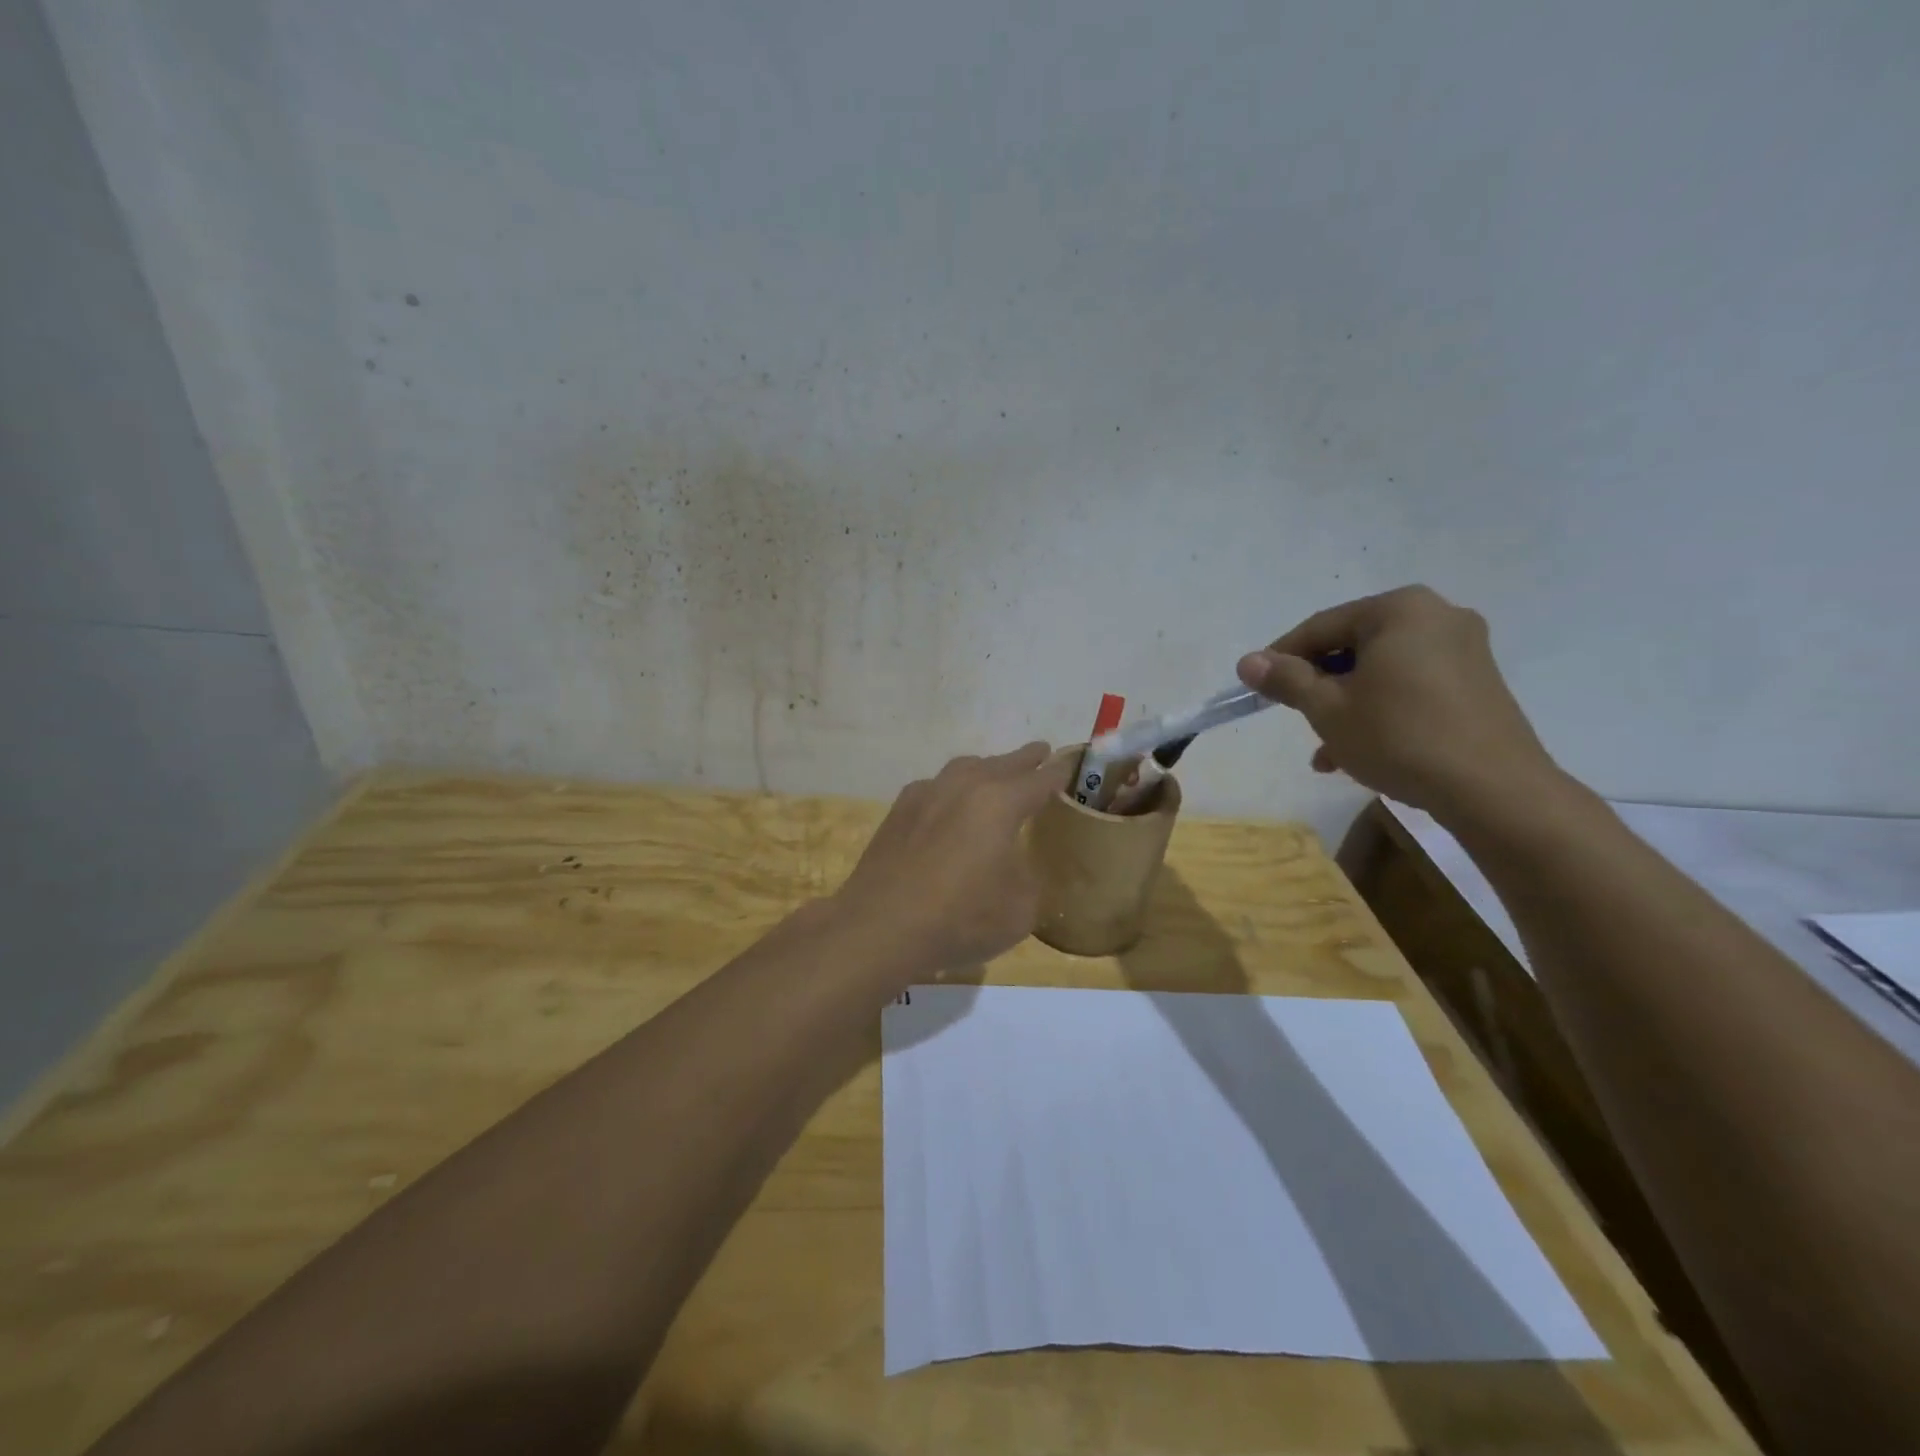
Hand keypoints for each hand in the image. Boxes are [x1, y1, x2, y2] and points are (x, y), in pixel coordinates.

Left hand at [828, 742, 1072, 975]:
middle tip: (1040, 752)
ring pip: (964, 769)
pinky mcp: (898, 811)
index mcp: (999, 802)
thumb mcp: (1019, 909)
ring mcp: (926, 794)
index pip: (1039, 780)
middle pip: (1002, 764)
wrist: (881, 927)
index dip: (1058, 772)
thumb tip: (1016, 866)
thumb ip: (1028, 878)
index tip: (1069, 763)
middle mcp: (963, 786)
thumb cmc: (960, 918)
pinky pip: (934, 787)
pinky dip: (951, 789)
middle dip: (1024, 759)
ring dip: (986, 768)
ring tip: (995, 773)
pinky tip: (948, 804)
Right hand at [1237, 585, 1561, 822]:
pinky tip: (1358, 752)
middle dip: (1319, 685)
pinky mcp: (1477, 683)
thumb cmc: (1399, 737)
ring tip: (1323, 748)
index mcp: (1399, 610)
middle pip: (1354, 647)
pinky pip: (1411, 687)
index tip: (1256, 686)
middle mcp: (1437, 617)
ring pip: (1381, 671)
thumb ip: (1286, 680)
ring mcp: (1464, 650)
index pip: (1322, 627)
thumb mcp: (1328, 709)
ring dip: (1346, 704)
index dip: (1282, 657)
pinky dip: (1381, 710)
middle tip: (1294, 715)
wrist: (1493, 789)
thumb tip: (1248, 662)